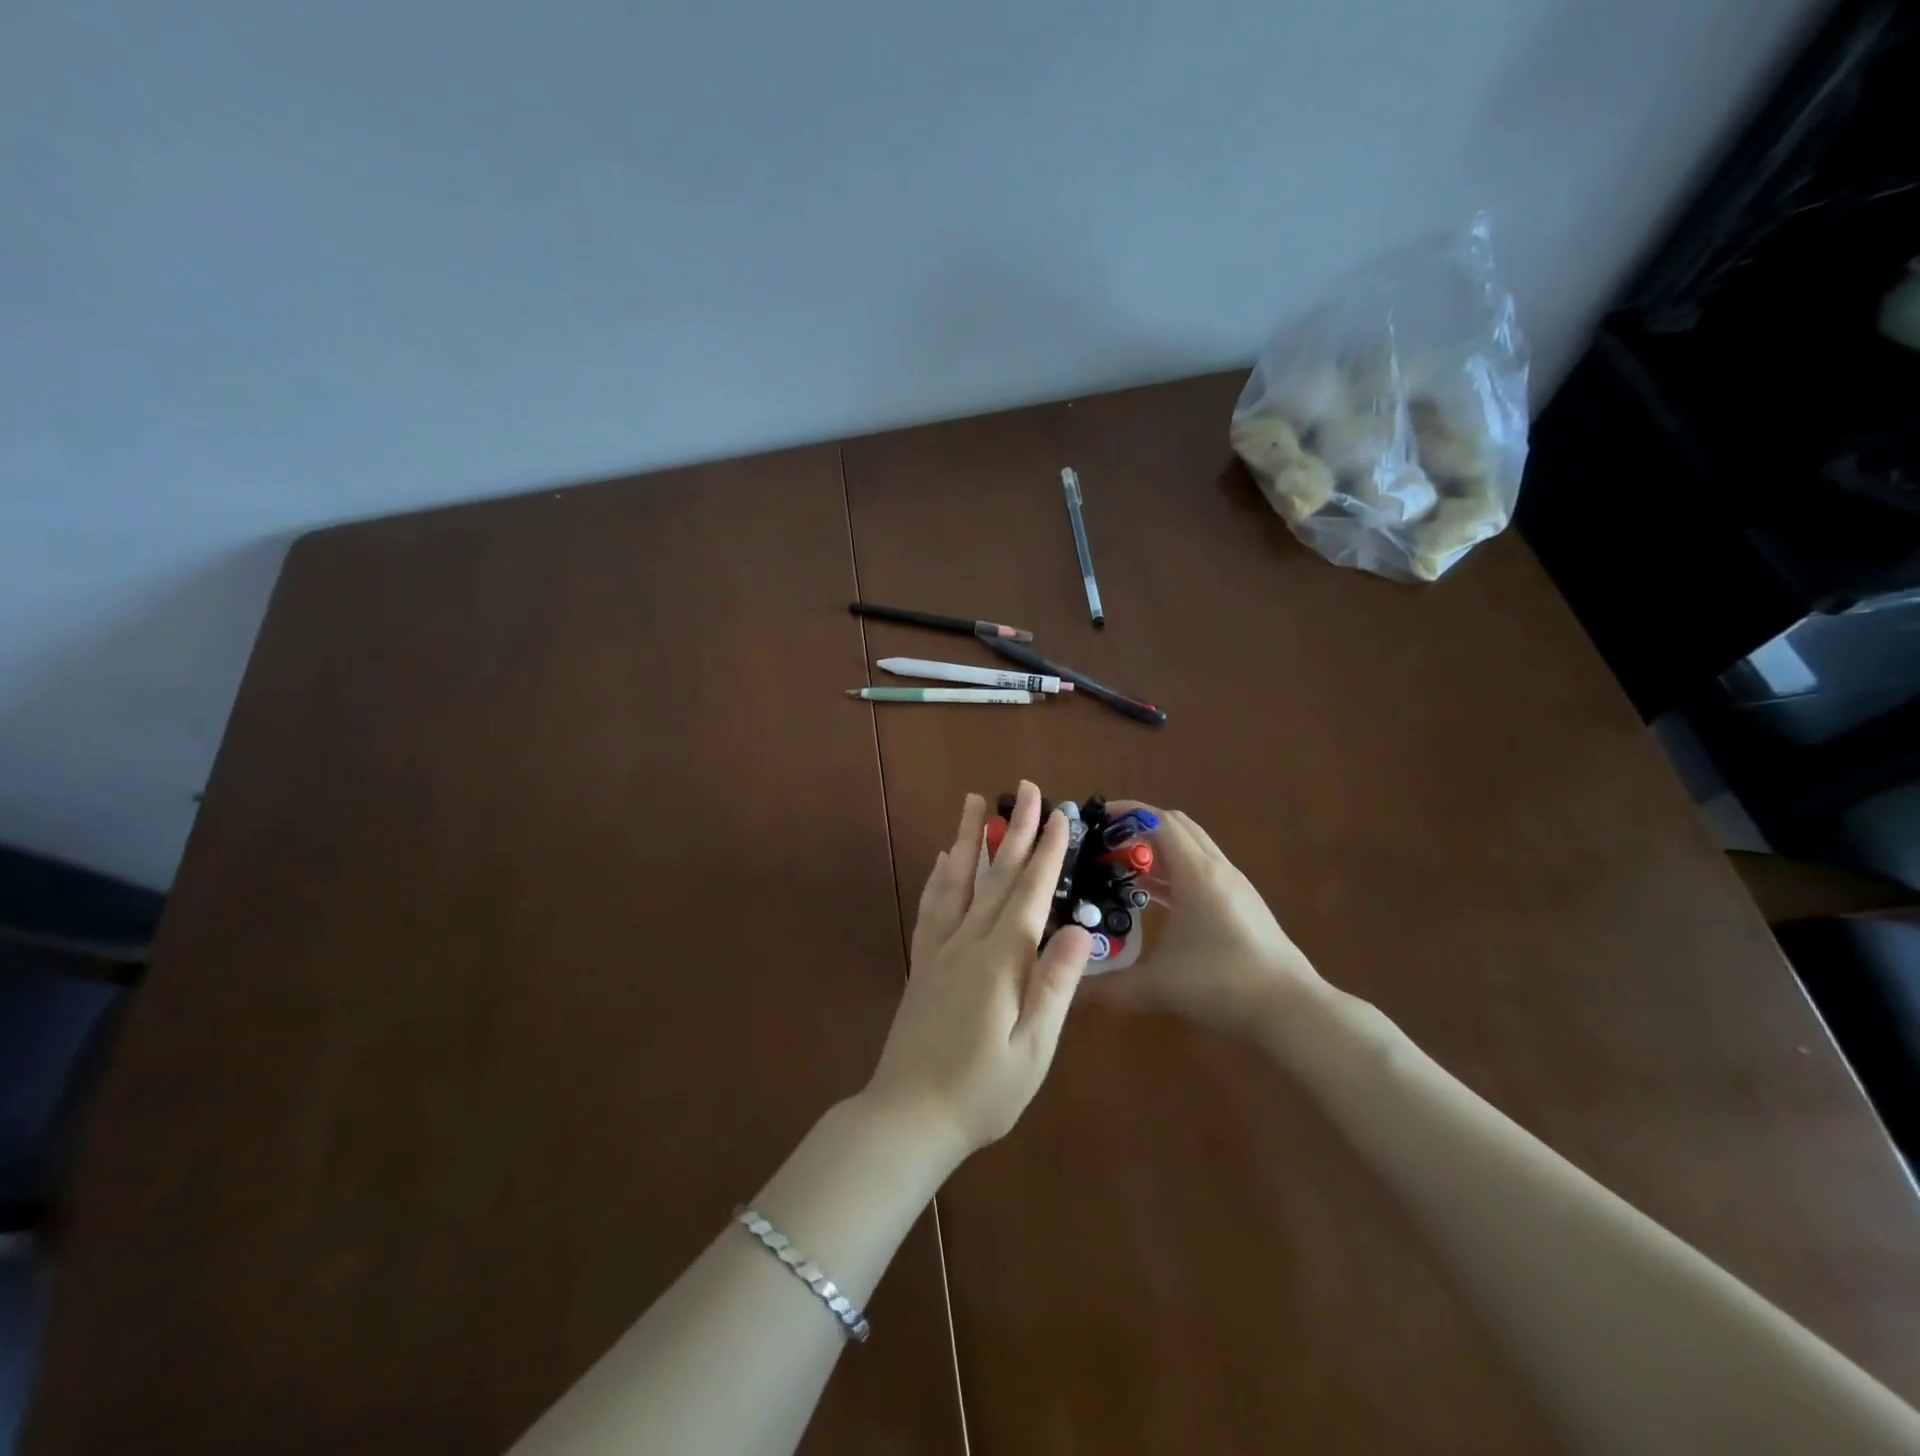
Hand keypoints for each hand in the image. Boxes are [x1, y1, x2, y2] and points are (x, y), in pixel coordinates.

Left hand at [863, 783, 1093, 1159]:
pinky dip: (939, 877)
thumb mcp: (1032, 1048)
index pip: (1030, 893)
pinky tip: (942, 859)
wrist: (907, 1117)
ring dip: (968, 838)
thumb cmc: (982, 1091)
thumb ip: (1055, 985)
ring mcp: (939, 950)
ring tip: (974, 802)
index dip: (1047, 853)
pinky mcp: (922, 964)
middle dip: (1015, 830)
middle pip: (995, 876)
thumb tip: (1080, 929)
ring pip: (957, 881)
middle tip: (1026, 789)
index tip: (1059, 816)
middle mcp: (968, 942)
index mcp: (1001, 960)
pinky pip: (931, 908)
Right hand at [1098, 805, 1324, 1038]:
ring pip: (1192, 847)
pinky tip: (1157, 898)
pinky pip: (1202, 870)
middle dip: (1139, 827)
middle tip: (1106, 844)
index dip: (1126, 813)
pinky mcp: (1243, 904)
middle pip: (1176, 826)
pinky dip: (1176, 870)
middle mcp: (1216, 869)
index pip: (1158, 821)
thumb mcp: (1157, 986)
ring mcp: (1234, 885)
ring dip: (1159, 849)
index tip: (1096, 819)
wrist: (1291, 1011)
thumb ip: (1110, 987)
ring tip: (1123, 868)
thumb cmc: (1222, 985)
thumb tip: (1074, 991)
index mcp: (1196, 873)